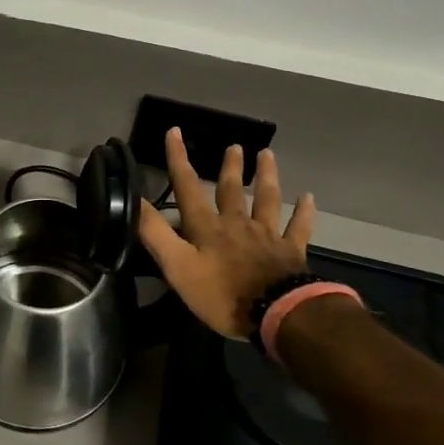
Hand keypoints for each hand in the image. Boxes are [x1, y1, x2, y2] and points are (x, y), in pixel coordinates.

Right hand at [139, 127, 315, 338]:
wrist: (278, 313)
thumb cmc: (222, 293)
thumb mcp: (178, 267)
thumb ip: (156, 234)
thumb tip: (136, 200)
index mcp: (207, 227)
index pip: (188, 187)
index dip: (178, 159)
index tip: (175, 131)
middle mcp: (237, 224)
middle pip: (231, 190)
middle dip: (229, 167)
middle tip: (233, 145)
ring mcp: (267, 236)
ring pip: (266, 199)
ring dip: (266, 176)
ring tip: (267, 155)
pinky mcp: (291, 252)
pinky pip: (298, 227)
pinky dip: (303, 212)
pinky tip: (307, 197)